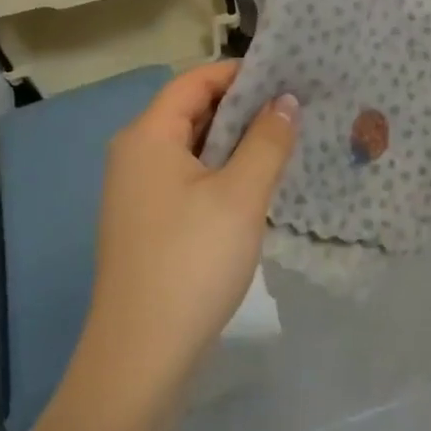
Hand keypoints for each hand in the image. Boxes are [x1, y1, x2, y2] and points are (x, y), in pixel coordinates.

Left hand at [81, 62, 297, 395]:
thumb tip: (285, 101)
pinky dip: (222, 171)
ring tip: (285, 140)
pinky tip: (257, 183)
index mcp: (148, 137)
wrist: (141, 357)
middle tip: (295, 107)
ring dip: (235, 141)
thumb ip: (267, 141)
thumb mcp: (241, 195)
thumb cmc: (191, 262)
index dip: (239, 72)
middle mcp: (135, 155)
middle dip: (242, 106)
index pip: (194, 81)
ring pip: (193, 148)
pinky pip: (189, 178)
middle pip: (191, 111)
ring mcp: (138, 192)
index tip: (287, 75)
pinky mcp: (149, 223)